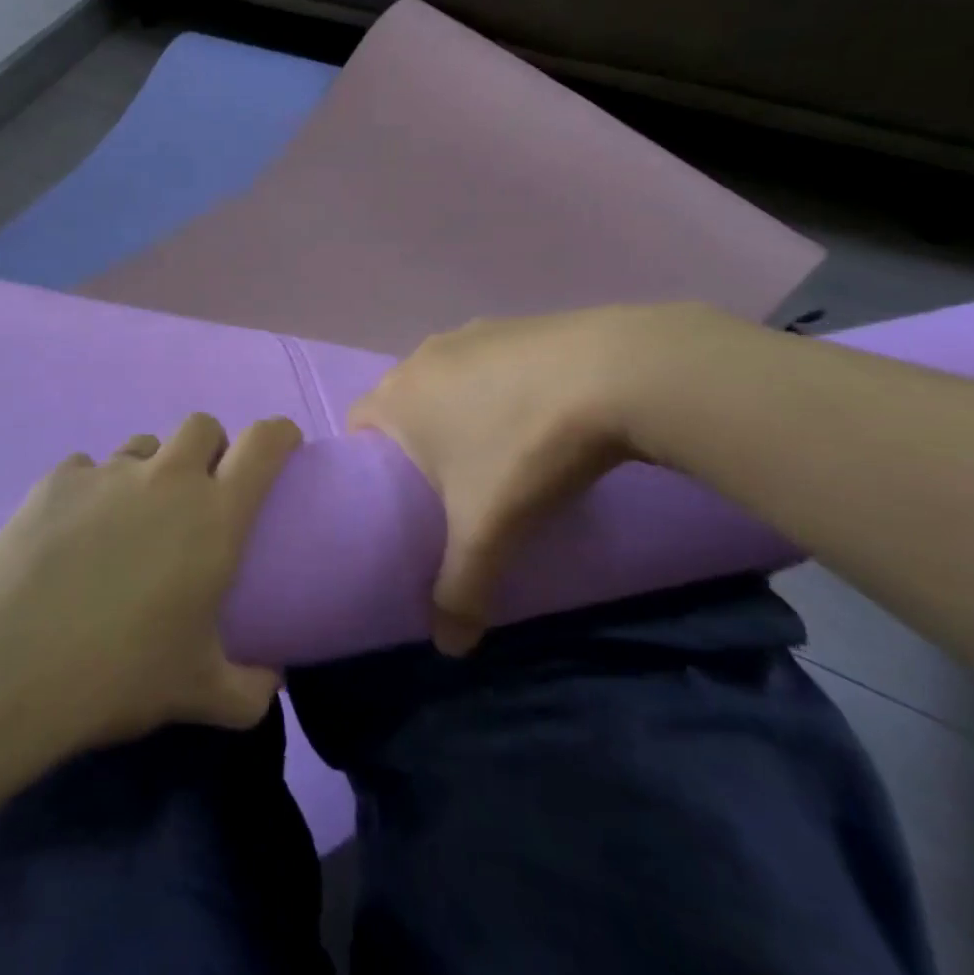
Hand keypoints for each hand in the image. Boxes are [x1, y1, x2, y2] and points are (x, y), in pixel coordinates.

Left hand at [0, 412, 302, 750]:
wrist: (9, 666)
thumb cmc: (119, 674)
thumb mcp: (199, 693)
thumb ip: (251, 689)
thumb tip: (271, 680)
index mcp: (214, 515)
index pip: (264, 443)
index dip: (279, 434)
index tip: (282, 446)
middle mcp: (166, 478)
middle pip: (201, 425)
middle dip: (210, 447)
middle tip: (199, 493)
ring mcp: (107, 471)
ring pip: (143, 445)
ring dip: (150, 470)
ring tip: (130, 518)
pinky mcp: (57, 478)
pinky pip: (87, 468)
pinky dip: (92, 491)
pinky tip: (73, 533)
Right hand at [349, 304, 729, 654]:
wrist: (616, 374)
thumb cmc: (524, 450)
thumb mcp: (488, 531)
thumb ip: (460, 590)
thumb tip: (450, 650)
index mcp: (398, 396)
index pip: (357, 424)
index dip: (368, 460)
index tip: (398, 495)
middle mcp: (423, 356)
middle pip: (402, 399)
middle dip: (415, 438)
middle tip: (448, 484)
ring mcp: (471, 333)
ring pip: (446, 377)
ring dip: (458, 408)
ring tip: (497, 448)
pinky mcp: (517, 324)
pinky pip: (488, 359)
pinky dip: (499, 385)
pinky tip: (537, 413)